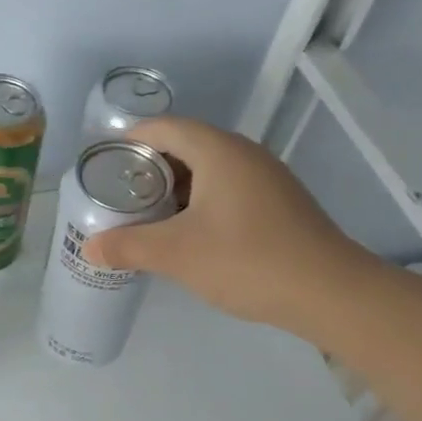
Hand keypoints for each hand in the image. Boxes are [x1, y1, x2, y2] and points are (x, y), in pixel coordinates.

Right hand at [82, 117, 378, 335]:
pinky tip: (186, 232)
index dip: (129, 139)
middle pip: (184, 145)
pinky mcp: (278, 203)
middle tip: (117, 194)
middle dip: (147, 167)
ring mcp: (266, 178)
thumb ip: (128, 246)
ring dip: (173, 187)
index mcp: (218, 151)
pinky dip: (199, 201)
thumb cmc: (248, 260)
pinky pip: (226, 188)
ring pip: (207, 169)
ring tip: (145, 214)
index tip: (102, 163)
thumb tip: (89, 248)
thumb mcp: (177, 254)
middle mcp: (243, 154)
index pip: (163, 127)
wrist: (332, 294)